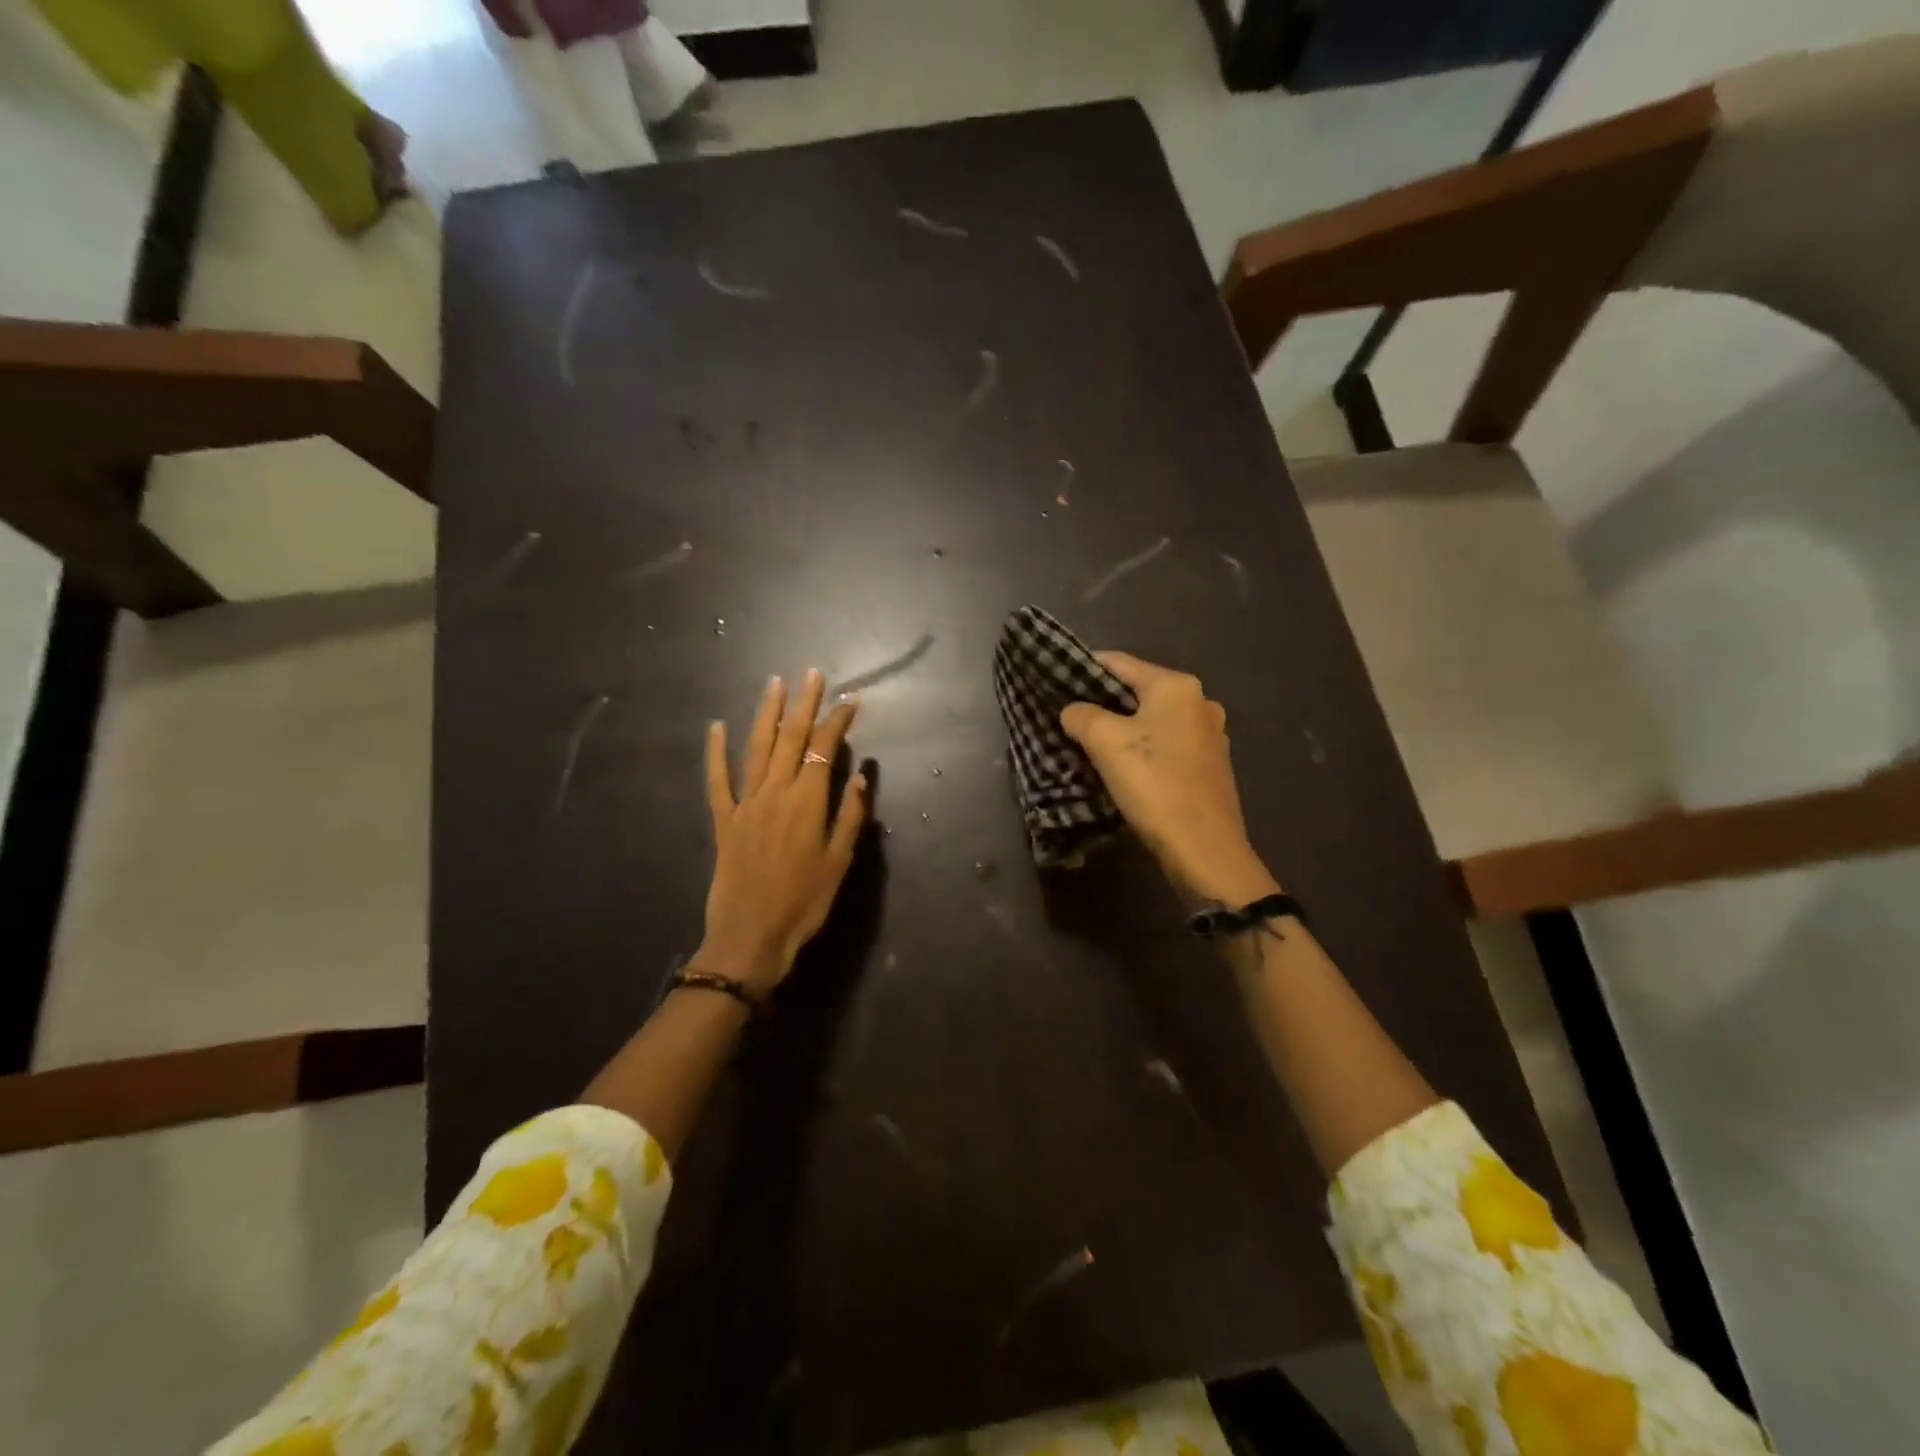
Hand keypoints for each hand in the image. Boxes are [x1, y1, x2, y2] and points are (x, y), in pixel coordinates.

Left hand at [701, 670, 867, 994]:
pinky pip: (717, 780)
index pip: (825, 749)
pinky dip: (715, 752)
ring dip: (766, 714)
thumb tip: (859, 776)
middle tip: (812, 674)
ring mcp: (746, 803)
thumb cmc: (804, 903)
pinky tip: (716, 727)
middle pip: (790, 738)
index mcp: (807, 802)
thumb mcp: (839, 863)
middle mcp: (775, 792)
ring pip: (757, 748)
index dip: (838, 722)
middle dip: (804, 704)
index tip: (850, 701)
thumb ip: (850, 817)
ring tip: (775, 684)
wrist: (751, 936)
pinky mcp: (724, 819)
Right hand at [1060, 652, 1277, 904]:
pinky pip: (1165, 745)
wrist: (1204, 849)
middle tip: (1066, 715)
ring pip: (1151, 720)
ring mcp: (1209, 735)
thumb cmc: (1154, 785)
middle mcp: (1199, 702)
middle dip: (1100, 702)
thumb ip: (1081, 715)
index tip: (1054, 680)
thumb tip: (1072, 710)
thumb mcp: (1105, 742)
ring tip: (1086, 743)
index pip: (1119, 662)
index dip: (1083, 667)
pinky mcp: (1209, 766)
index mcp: (1176, 686)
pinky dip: (1141, 749)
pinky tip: (1121, 767)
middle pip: (1136, 691)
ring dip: (1120, 728)